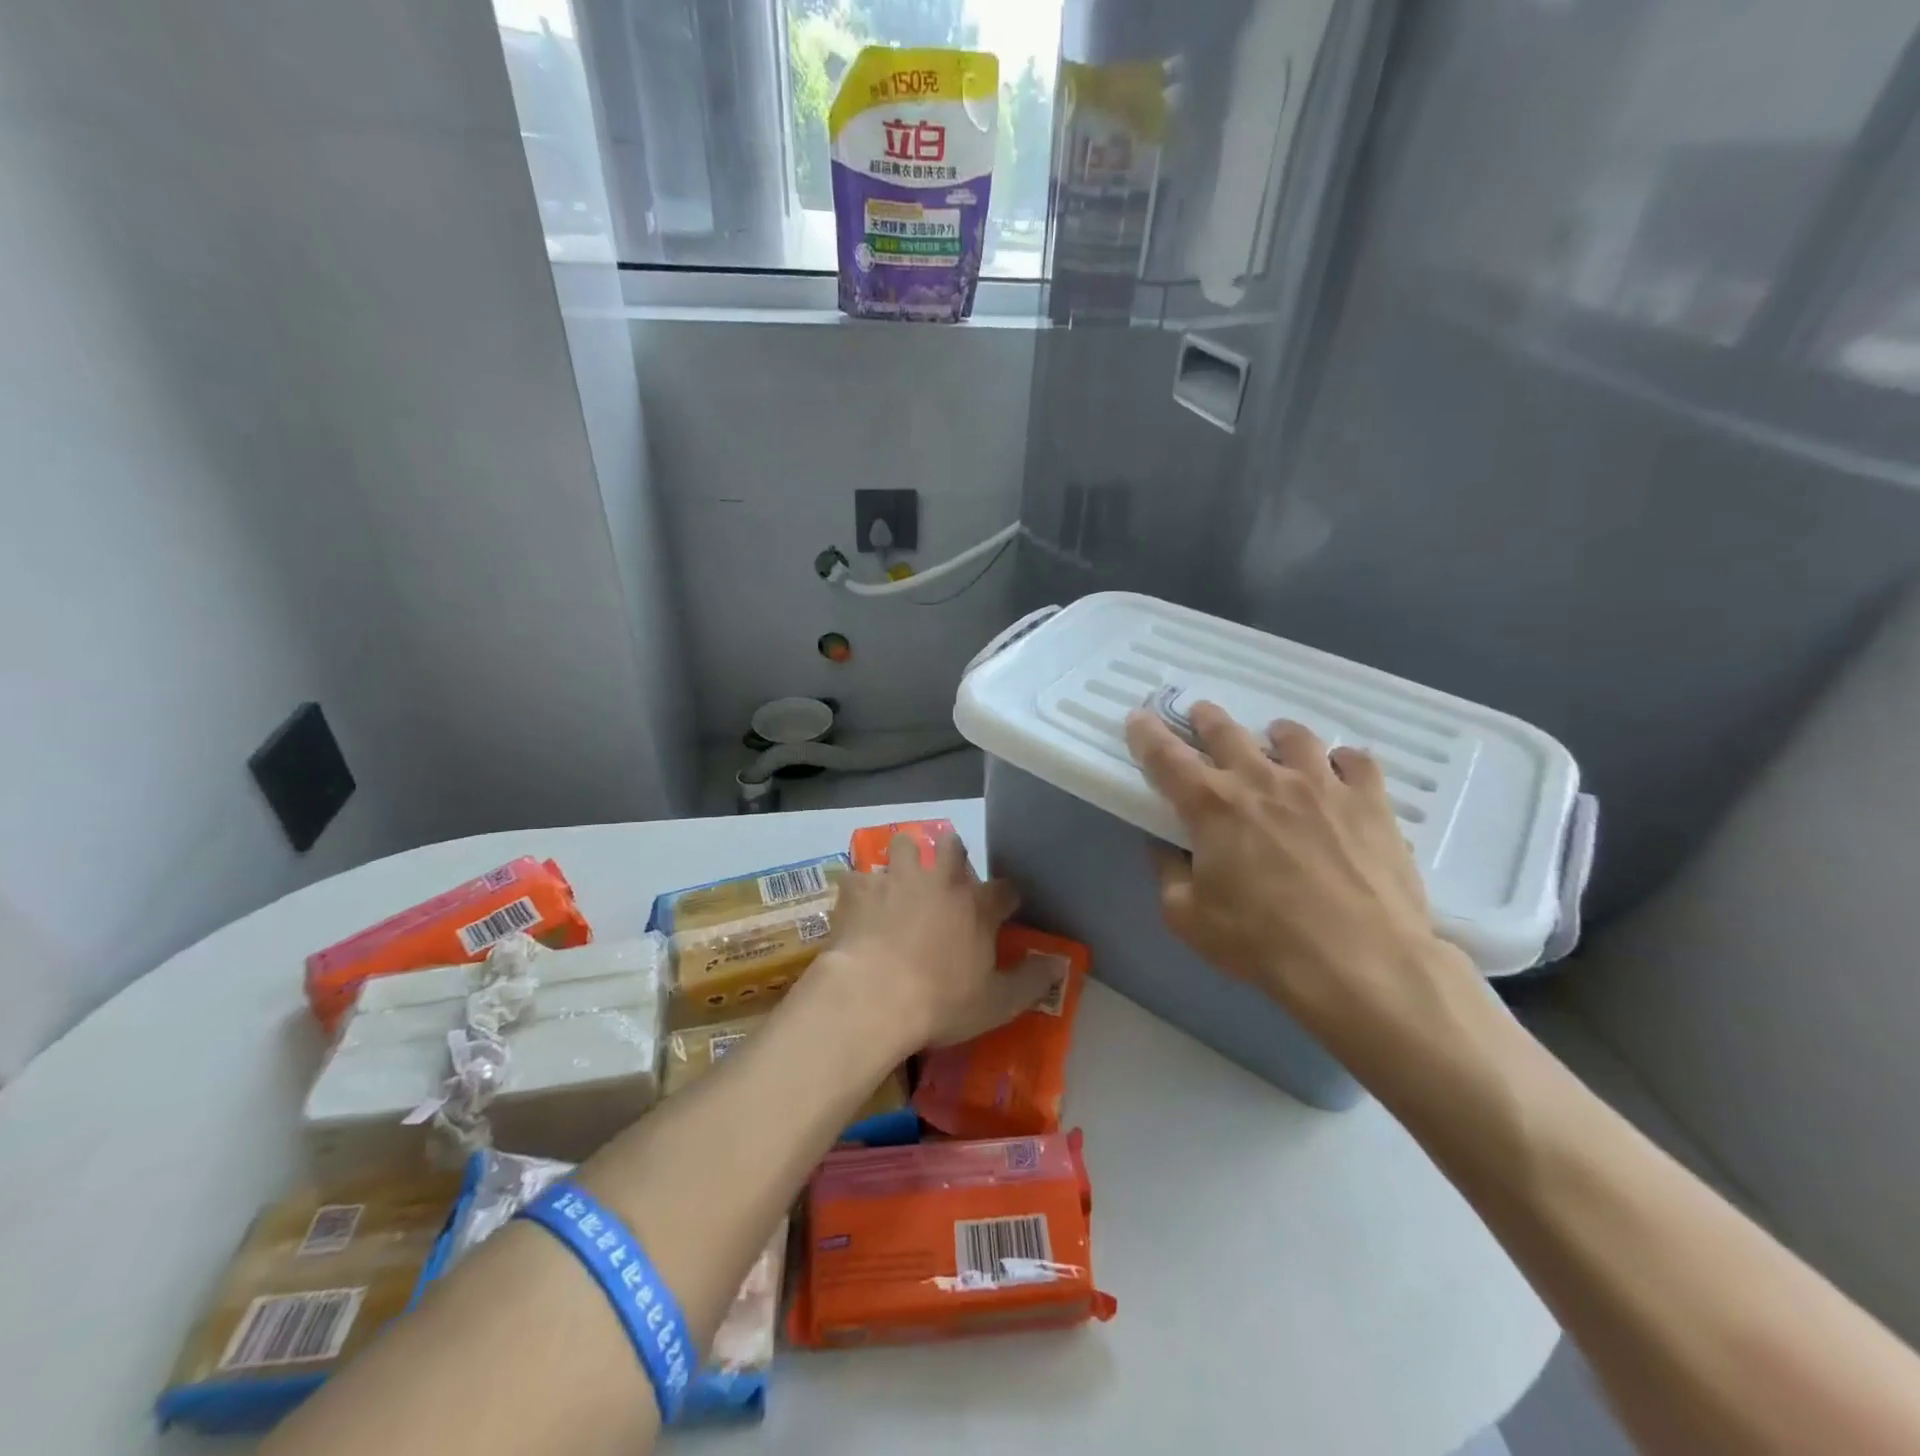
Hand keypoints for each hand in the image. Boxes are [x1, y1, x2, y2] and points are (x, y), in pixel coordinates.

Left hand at [812, 832, 1053, 1053]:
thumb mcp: (997, 1003)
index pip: (1004, 889)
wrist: (872, 997)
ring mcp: (897, 879)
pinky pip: (859, 875)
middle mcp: (940, 881)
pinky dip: (860, 887)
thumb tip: (1061, 964)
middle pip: (952, 846)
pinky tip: (858, 904)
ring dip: (906, 856)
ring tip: (900, 876)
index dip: (1006, 897)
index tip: (1004, 908)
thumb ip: (1032, 981)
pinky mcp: (860, 888)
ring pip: (905, 844)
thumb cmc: (940, 1003)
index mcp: (977, 906)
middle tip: (946, 874)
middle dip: (952, 852)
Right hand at [1124, 702, 1477, 1063]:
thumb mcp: (1189, 918)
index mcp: (1211, 806)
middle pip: (1226, 732)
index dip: (1147, 734)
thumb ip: (1169, 873)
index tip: (1139, 718)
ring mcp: (1321, 785)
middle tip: (1200, 714)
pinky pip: (1355, 761)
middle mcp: (1262, 780)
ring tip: (1275, 739)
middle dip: (1206, 719)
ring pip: (1293, 736)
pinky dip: (1341, 761)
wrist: (1362, 964)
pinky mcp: (1370, 800)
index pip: (1165, 757)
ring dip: (1276, 734)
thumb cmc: (1262, 943)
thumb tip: (1165, 846)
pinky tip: (1338, 772)